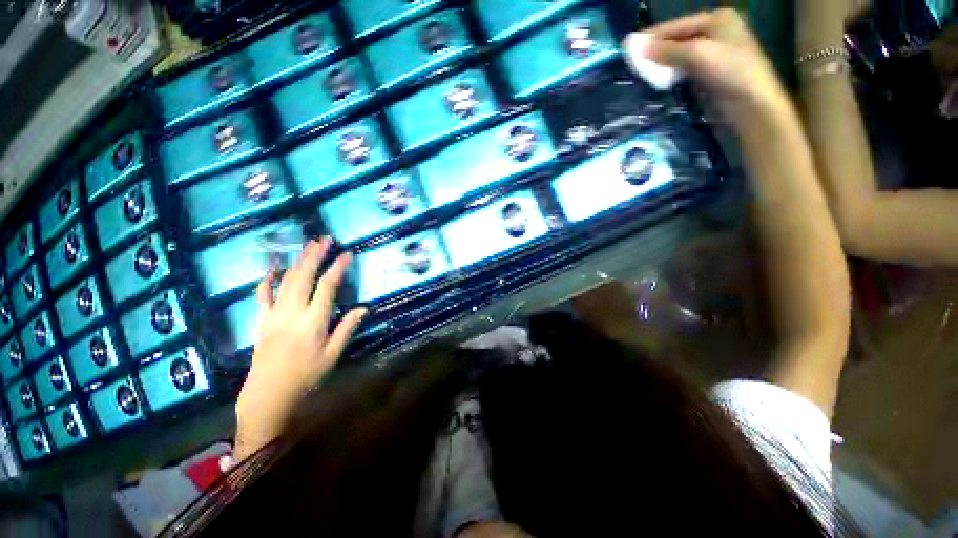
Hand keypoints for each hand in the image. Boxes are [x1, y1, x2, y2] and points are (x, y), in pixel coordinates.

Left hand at [235, 238, 366, 459]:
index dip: (338, 269)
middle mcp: (292, 313)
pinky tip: (272, 268)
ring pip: (285, 281)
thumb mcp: (332, 355)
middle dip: (315, 255)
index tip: (347, 254)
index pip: (327, 287)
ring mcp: (273, 315)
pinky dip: (267, 279)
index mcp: (313, 322)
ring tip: (308, 246)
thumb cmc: (306, 377)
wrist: (268, 395)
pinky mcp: (261, 320)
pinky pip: (262, 295)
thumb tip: (362, 308)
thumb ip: (346, 328)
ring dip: (297, 261)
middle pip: (303, 277)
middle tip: (325, 239)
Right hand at [629, 9, 788, 129]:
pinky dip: (669, 73)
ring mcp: (714, 54)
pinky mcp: (709, 74)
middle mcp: (715, 32)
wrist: (751, 105)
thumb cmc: (730, 72)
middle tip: (632, 62)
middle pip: (677, 39)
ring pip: (679, 56)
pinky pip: (683, 69)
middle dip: (655, 51)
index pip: (676, 25)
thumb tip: (637, 48)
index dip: (652, 36)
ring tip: (640, 71)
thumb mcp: (697, 54)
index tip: (628, 47)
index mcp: (717, 19)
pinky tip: (657, 79)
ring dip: (661, 64)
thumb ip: (666, 50)